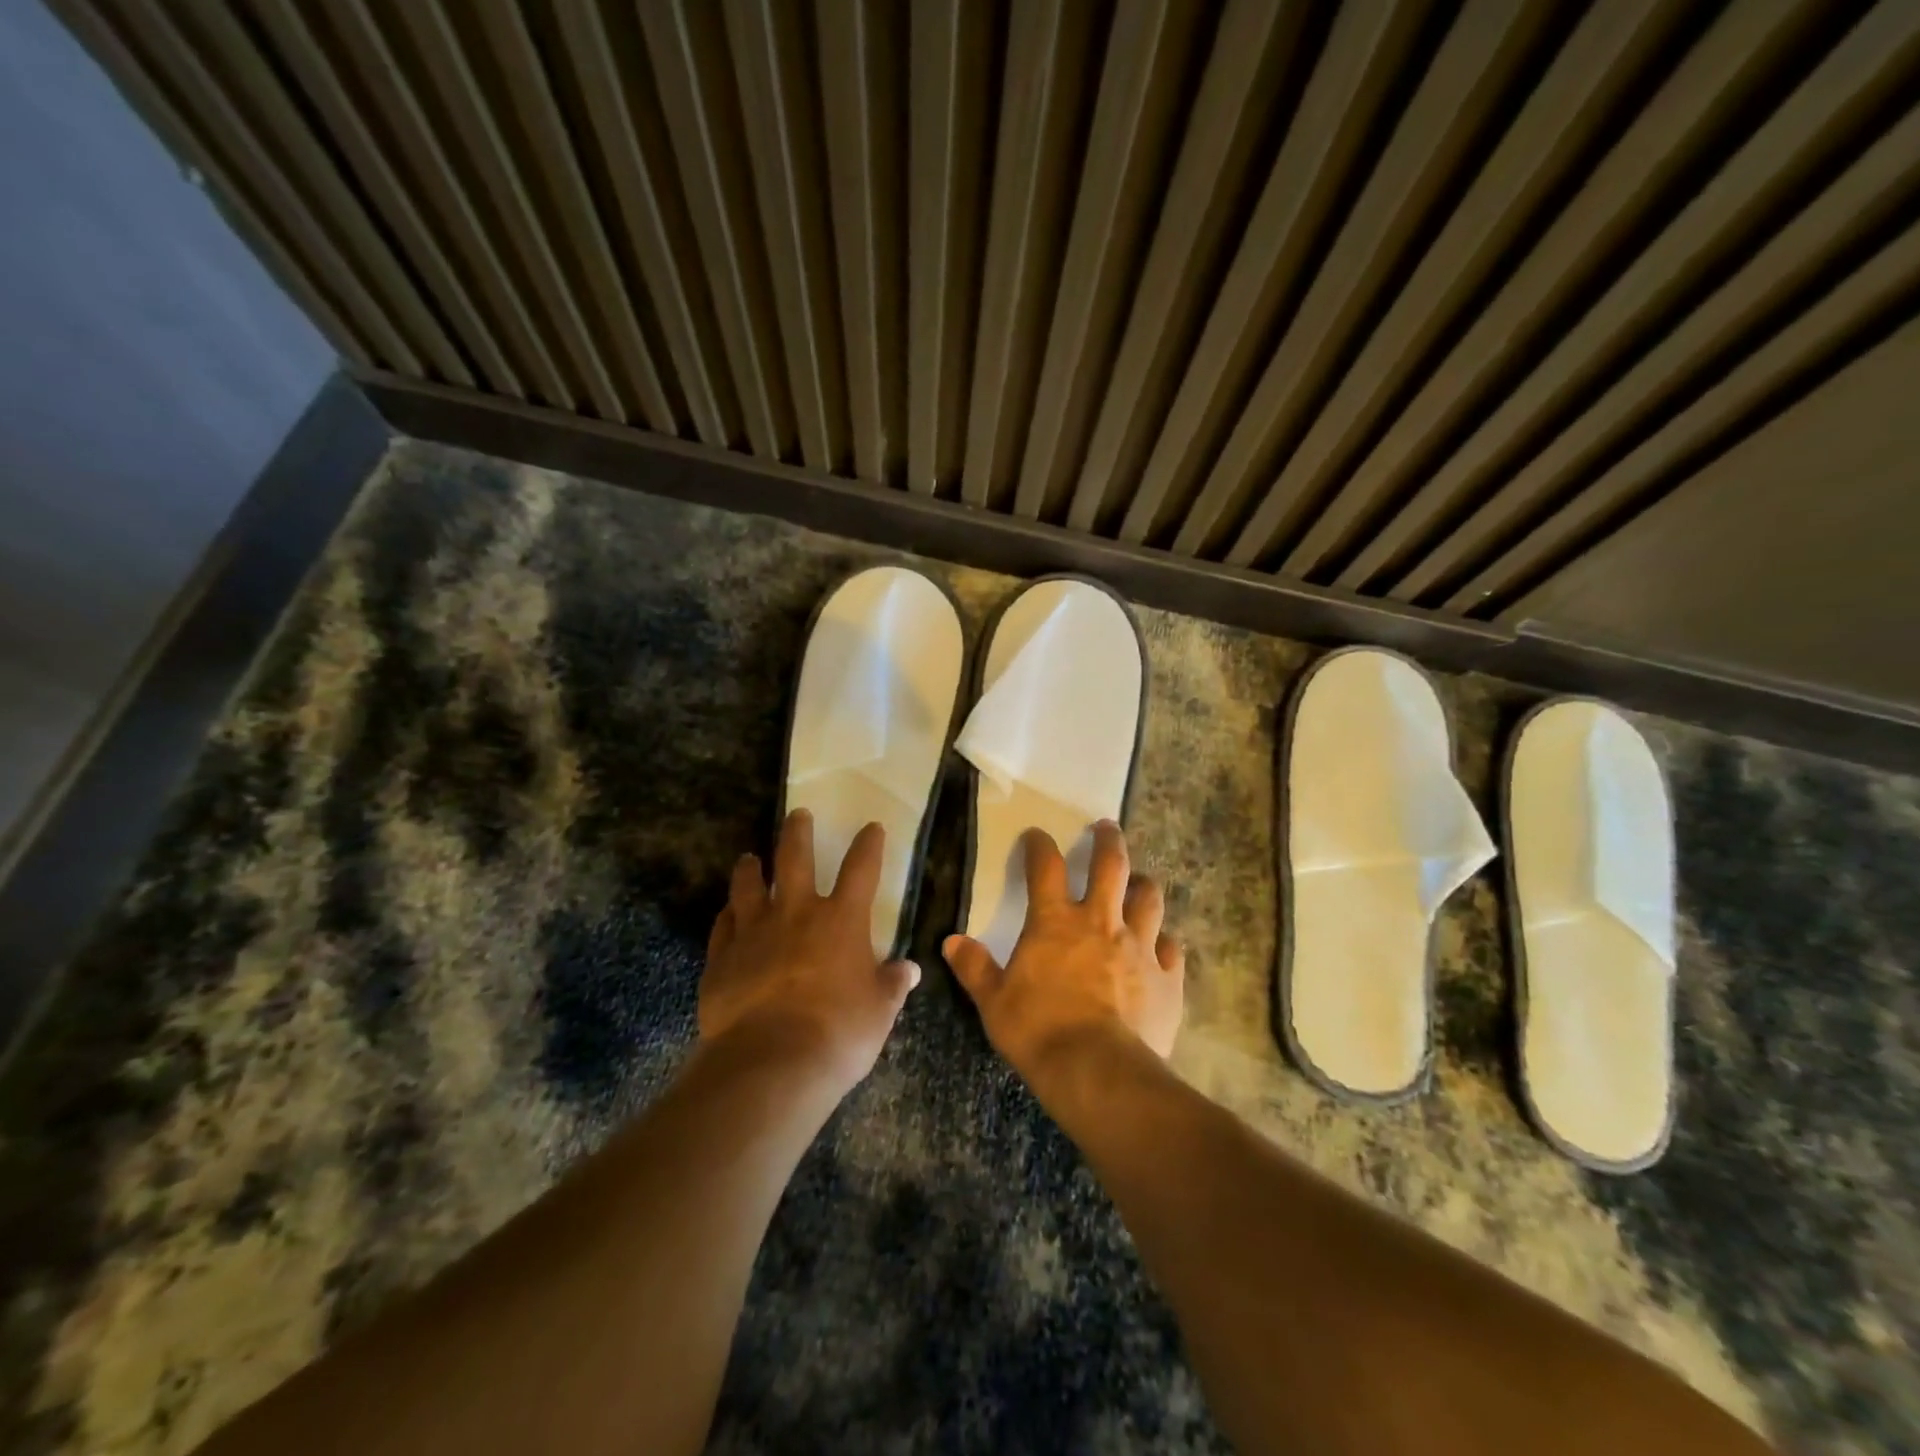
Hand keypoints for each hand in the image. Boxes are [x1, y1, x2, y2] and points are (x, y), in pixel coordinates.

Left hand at [700, 810, 918, 1095]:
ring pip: (748, 886)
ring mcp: (754, 933)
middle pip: (795, 859)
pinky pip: (723, 926)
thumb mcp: (879, 1011)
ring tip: (749, 858)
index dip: (869, 845)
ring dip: (750, 868)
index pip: (861, 869)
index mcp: (841, 921)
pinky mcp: (722, 959)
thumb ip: (892, 984)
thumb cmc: (838, 1032)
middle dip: (798, 832)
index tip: (871, 827)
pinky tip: (727, 912)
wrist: (771, 1062)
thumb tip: (908, 969)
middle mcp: (796, 914)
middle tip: (797, 814)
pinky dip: (727, 915)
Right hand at [943, 821, 1183, 1083]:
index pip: (1045, 868)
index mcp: (1055, 922)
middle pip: (1111, 866)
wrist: (1097, 1071)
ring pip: (1149, 899)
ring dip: (1144, 885)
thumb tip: (951, 941)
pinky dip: (1165, 942)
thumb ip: (975, 968)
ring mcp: (1139, 947)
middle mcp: (1100, 922)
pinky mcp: (1167, 978)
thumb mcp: (994, 1001)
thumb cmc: (1038, 1031)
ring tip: (1141, 881)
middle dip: (1108, 841)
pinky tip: (1163, 946)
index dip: (1039, 846)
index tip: (1037, 835)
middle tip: (1107, 827)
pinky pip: (1172, 949)